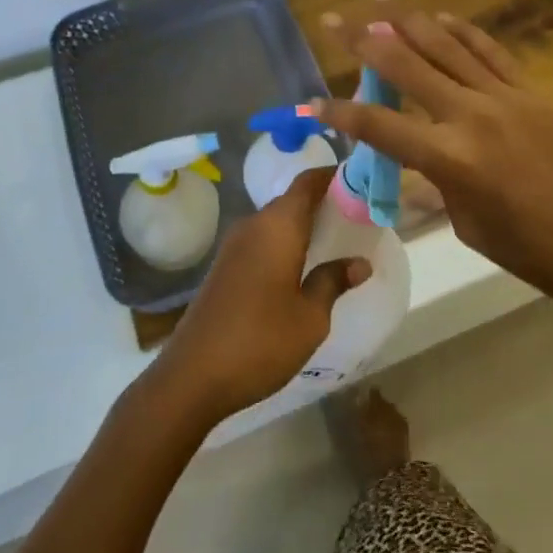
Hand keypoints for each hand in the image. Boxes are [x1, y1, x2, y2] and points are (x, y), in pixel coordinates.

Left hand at [151, 168, 368, 421]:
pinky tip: (301, 267)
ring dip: (304, 225)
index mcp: (278, 226)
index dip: (333, 175)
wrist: (192, 376)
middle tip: (357, 217)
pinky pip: (263, 240)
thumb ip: (333, 282)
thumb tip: (360, 262)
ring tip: (336, 242)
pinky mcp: (225, 266)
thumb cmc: (260, 341)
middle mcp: (254, 224)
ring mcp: (235, 245)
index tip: (361, 181)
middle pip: (293, 200)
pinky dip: (286, 243)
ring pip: (277, 221)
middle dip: (324, 203)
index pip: (308, 181)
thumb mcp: (310, 317)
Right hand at [316, 12, 552, 322]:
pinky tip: (438, 17)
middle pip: (406, 67)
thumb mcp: (471, 227)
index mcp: (452, 160)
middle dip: (362, 41)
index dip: (339, 114)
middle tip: (331, 19)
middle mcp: (471, 116)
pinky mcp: (531, 91)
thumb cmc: (539, 254)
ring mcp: (504, 97)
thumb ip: (437, 187)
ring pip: (444, 45)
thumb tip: (414, 169)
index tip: (310, 104)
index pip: (380, 127)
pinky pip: (488, 51)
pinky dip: (460, 30)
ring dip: (406, 19)